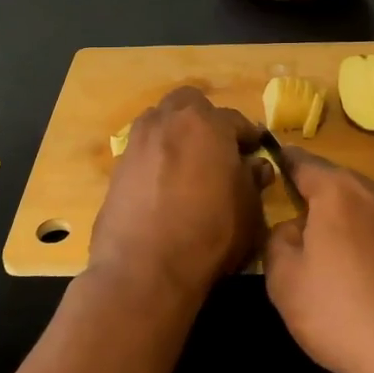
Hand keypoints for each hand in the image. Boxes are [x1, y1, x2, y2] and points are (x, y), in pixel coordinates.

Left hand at [89, 88, 270, 301]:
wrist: (143, 269)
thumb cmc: (208, 235)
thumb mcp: (248, 211)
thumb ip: (253, 181)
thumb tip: (255, 166)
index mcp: (207, 123)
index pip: (236, 120)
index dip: (248, 137)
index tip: (255, 151)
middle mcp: (169, 120)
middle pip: (190, 104)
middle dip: (205, 119)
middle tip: (217, 148)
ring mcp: (138, 140)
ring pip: (161, 120)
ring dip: (177, 132)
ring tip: (189, 163)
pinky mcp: (118, 165)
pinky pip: (144, 147)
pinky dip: (157, 155)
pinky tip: (165, 183)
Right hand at [263, 149, 373, 372]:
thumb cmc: (347, 318)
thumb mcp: (286, 284)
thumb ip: (279, 241)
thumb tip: (296, 226)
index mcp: (341, 193)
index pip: (306, 164)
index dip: (290, 163)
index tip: (282, 161)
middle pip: (351, 193)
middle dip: (336, 213)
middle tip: (328, 252)